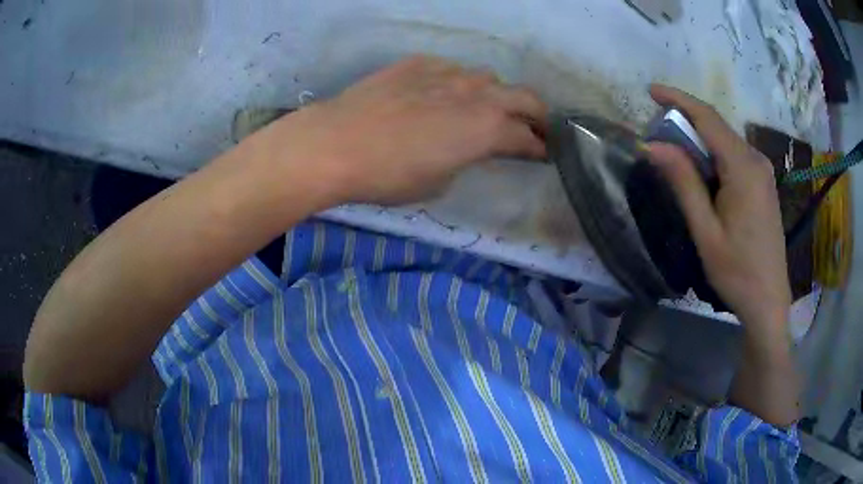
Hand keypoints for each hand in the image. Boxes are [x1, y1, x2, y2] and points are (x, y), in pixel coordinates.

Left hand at [254, 55, 546, 204]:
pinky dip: (458, 83)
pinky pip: (452, 70)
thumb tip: (468, 148)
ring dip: (495, 95)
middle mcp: (477, 94)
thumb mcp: (438, 182)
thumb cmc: (389, 175)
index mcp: (487, 129)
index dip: (539, 148)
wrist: (335, 144)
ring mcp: (448, 73)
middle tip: (531, 127)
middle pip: (525, 97)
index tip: (541, 153)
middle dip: (536, 114)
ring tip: (482, 108)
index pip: (528, 138)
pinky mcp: (419, 63)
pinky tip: (440, 95)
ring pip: (488, 78)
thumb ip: (465, 160)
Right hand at [645, 85, 790, 332]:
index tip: (651, 91)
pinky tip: (702, 172)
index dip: (678, 99)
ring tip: (675, 155)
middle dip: (686, 121)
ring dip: (699, 140)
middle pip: (717, 127)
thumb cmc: (737, 271)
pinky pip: (735, 156)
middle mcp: (756, 160)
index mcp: (743, 168)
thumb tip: (653, 145)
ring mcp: (763, 171)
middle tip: (657, 134)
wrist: (769, 300)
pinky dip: (714, 154)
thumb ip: (683, 183)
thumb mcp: (705, 231)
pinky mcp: (764, 183)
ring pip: (726, 141)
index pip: (708, 118)